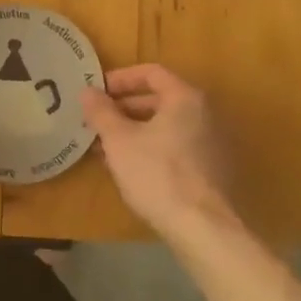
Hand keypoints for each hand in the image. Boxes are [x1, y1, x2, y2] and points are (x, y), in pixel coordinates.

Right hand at [81, 64, 238, 238]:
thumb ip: (101, 112)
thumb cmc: (157, 174)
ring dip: (135, 130)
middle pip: (160, 99)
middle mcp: (205, 113)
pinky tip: (130, 167)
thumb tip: (87, 91)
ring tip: (106, 146)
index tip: (97, 92)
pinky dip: (152, 147)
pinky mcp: (213, 169)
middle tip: (97, 121)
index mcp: (185, 98)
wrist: (202, 227)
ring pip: (166, 125)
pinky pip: (177, 145)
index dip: (120, 79)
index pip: (151, 73)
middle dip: (124, 108)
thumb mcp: (119, 140)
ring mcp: (212, 142)